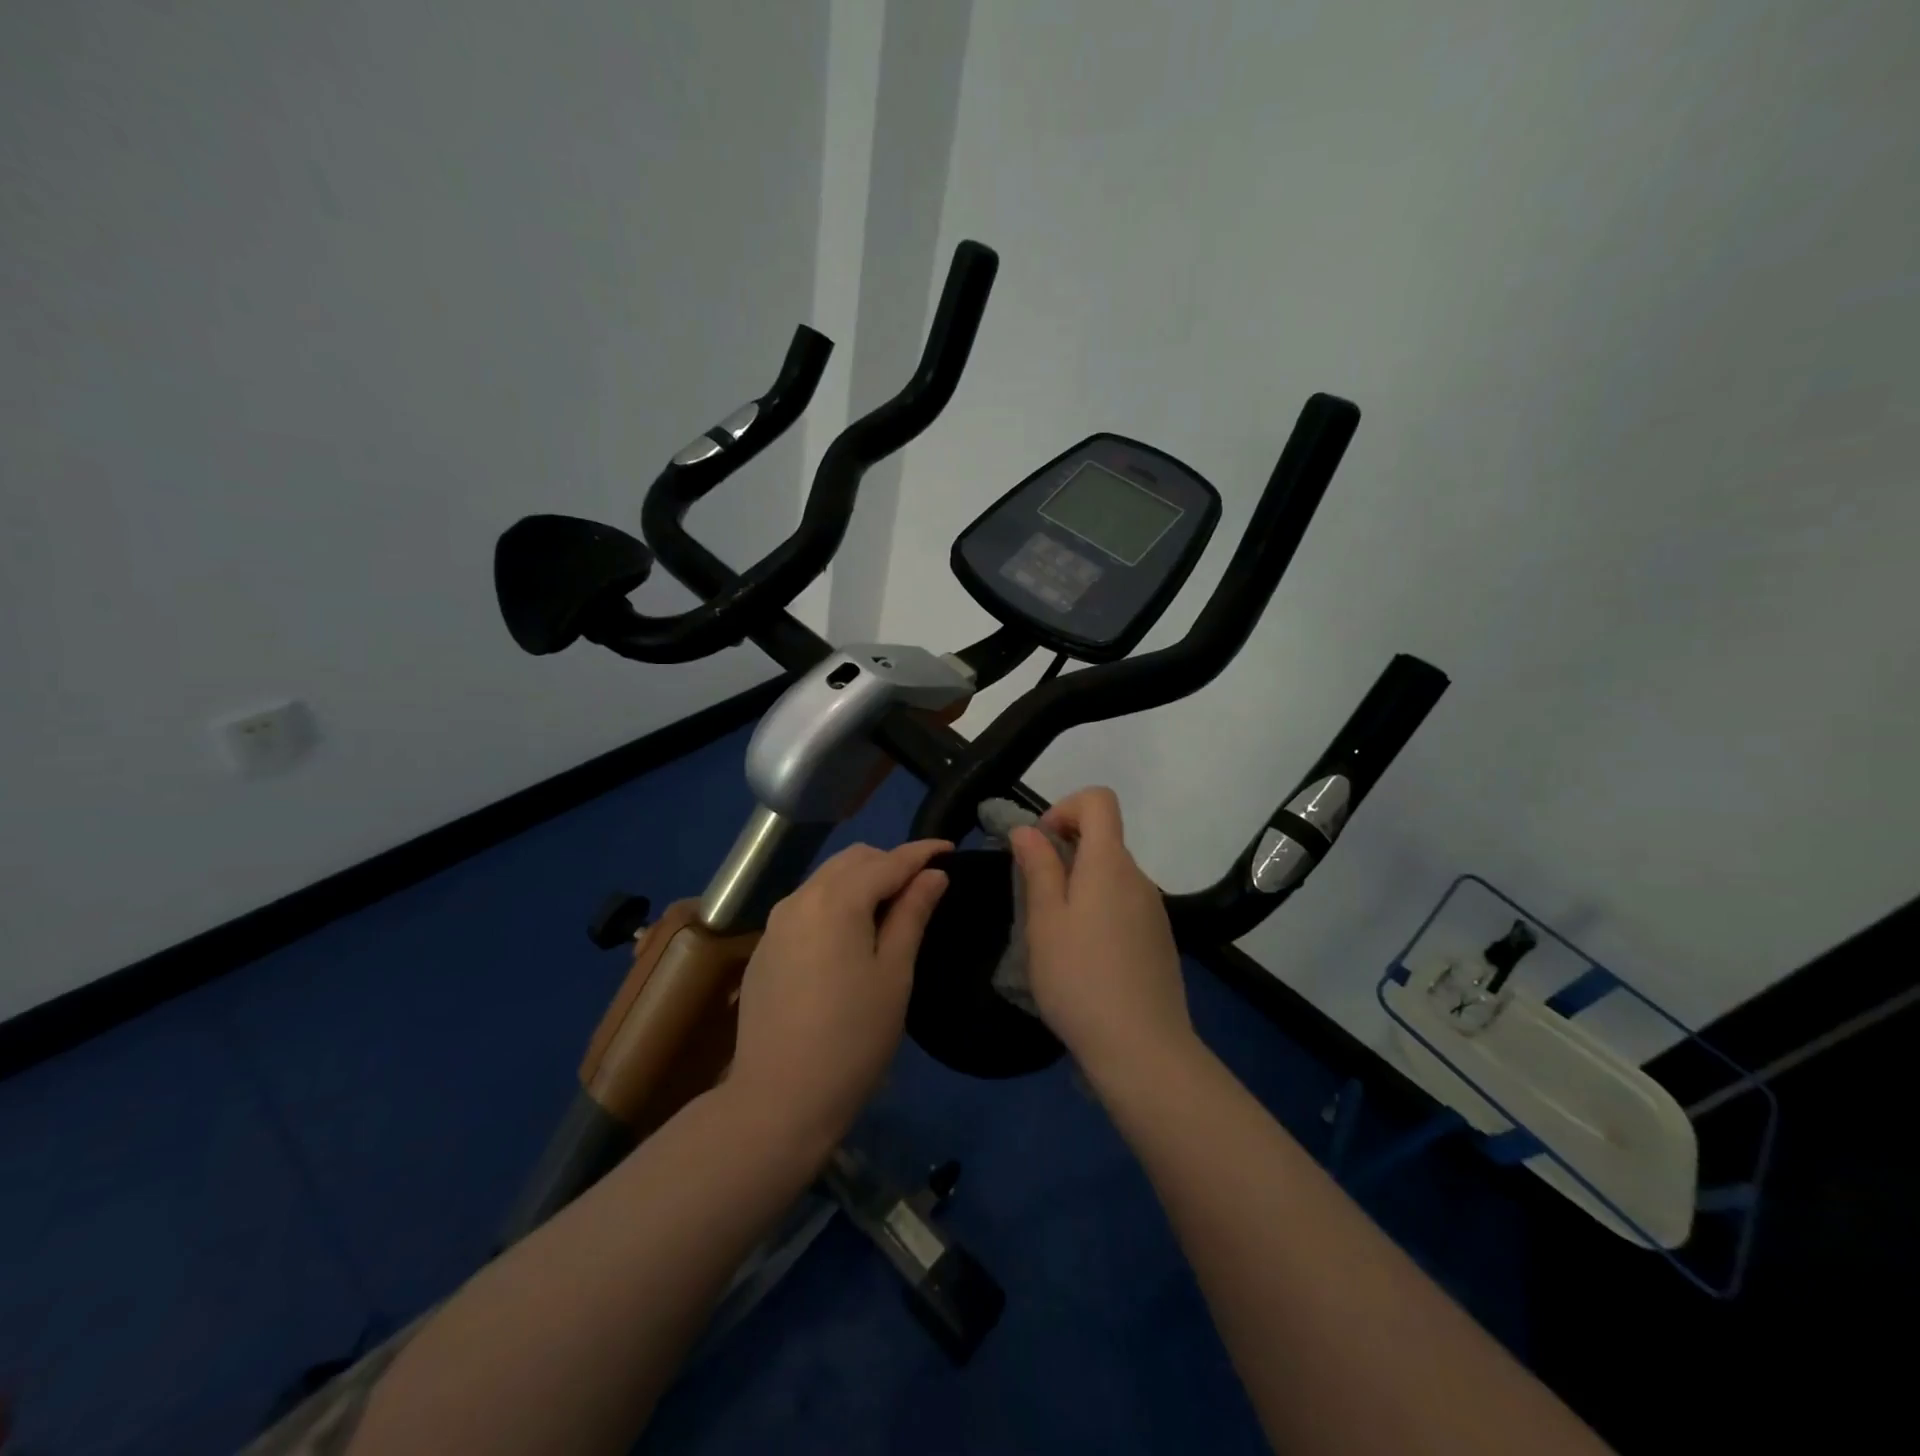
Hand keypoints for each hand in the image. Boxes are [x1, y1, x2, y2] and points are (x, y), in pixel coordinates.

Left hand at [729, 840, 949, 1143]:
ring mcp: (776, 922)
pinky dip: (836, 902)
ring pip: (827, 879)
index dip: (922, 852)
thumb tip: (932, 874)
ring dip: (862, 880)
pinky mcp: (765, 947)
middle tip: (924, 885)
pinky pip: (807, 905)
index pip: (888, 861)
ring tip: (892, 907)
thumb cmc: (853, 1038)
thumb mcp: (894, 974)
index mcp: (836, 900)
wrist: (778, 1099)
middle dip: (890, 862)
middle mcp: (800, 898)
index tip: (951, 848)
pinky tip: (851, 934)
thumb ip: (912, 914)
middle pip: (853, 860)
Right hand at [1010, 788, 1194, 1081]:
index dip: (1065, 807)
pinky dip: (1099, 913)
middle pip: (1103, 840)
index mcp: (1109, 863)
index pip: (1099, 800)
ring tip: (1055, 937)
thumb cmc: (1080, 978)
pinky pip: (1124, 906)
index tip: (1041, 845)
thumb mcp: (1044, 921)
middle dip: (1065, 854)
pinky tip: (1084, 960)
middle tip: (1035, 900)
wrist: (1142, 1049)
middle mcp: (1138, 877)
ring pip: (1111, 877)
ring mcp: (1154, 910)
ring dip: (1080, 887)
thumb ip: (1038, 867)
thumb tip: (1028, 829)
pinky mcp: (1159, 940)